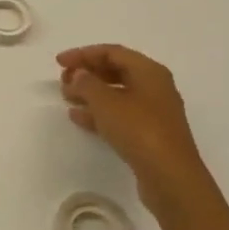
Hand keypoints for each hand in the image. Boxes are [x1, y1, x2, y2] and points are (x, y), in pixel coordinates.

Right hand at [58, 44, 210, 216]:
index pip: (112, 52)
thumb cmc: (139, 130)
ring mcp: (153, 112)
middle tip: (62, 81)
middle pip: (115, 71)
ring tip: (66, 98)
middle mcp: (154, 87)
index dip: (83, 54)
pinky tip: (78, 118)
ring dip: (90, 93)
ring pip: (116, 94)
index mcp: (149, 71)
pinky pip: (119, 115)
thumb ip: (87, 83)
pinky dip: (98, 112)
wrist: (170, 177)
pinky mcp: (149, 134)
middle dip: (87, 73)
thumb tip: (79, 74)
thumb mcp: (106, 102)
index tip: (58, 63)